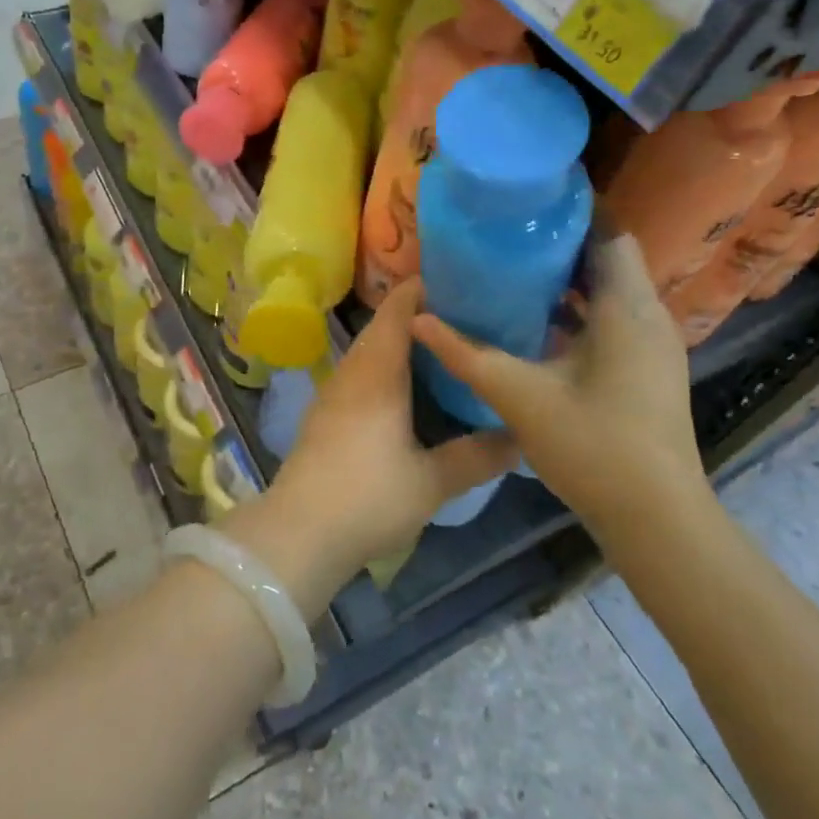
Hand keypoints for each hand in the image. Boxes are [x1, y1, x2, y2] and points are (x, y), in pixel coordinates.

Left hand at [224, 280, 511, 612]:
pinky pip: (360, 375)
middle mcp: (353, 371)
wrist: (299, 532)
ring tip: (444, 355)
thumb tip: (519, 437)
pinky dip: (386, 370)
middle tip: (466, 323)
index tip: (461, 286)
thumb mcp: (432, 481)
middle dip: (420, 318)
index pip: (397, 308)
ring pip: (370, 352)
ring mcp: (333, 392)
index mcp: (378, 370)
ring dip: (401, 346)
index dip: (424, 289)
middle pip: (383, 327)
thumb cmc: (369, 496)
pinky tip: (408, 394)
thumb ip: (477, 456)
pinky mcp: (325, 415)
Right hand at [411, 236, 711, 552]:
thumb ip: (467, 354)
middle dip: (562, 244)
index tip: (529, 201)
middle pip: (609, 260)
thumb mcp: (520, 396)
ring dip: (570, 279)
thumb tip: (418, 319)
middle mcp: (648, 317)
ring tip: (514, 269)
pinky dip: (581, 310)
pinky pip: (614, 319)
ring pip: (612, 291)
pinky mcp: (648, 370)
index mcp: (627, 309)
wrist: (657, 521)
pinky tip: (538, 322)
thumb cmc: (593, 447)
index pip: (610, 235)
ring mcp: (653, 346)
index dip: (575, 213)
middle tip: (507, 234)